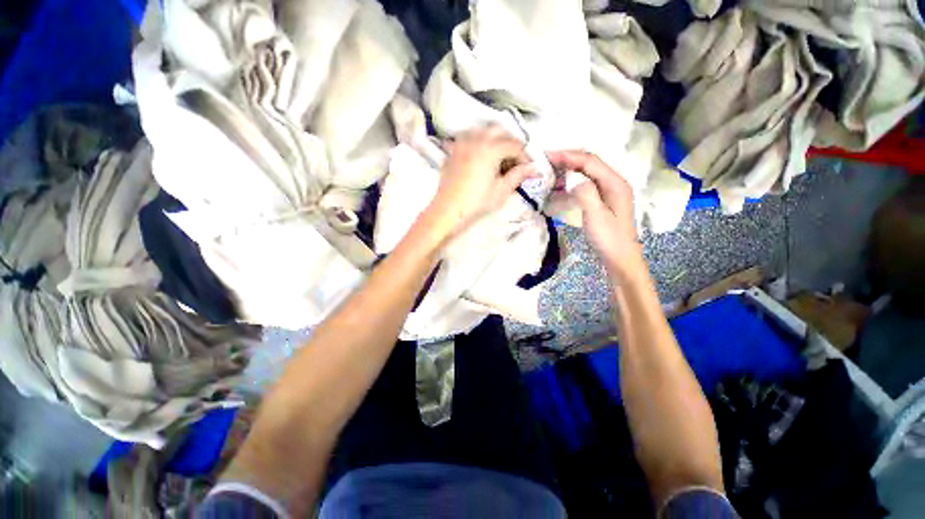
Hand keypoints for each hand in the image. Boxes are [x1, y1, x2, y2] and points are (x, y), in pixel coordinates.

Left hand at [425, 125, 535, 239]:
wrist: (448, 211)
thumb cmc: (476, 203)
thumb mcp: (501, 191)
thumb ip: (518, 176)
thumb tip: (534, 168)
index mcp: (491, 149)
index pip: (514, 146)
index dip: (524, 156)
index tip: (528, 169)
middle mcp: (476, 140)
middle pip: (500, 131)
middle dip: (510, 143)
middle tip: (514, 161)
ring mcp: (462, 144)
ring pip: (482, 131)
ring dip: (494, 139)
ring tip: (497, 157)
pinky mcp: (452, 152)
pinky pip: (467, 138)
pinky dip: (477, 142)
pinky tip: (478, 156)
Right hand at [547, 150, 641, 276]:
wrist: (619, 257)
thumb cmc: (609, 238)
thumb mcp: (596, 216)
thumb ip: (586, 194)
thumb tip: (573, 178)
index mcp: (615, 183)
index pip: (590, 161)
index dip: (569, 156)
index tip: (548, 156)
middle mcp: (613, 182)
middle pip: (589, 164)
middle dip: (567, 160)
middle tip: (546, 162)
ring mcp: (608, 191)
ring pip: (586, 173)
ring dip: (568, 170)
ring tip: (549, 173)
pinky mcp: (602, 199)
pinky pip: (585, 184)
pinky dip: (570, 182)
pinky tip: (559, 187)